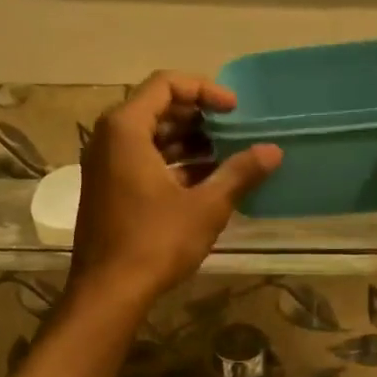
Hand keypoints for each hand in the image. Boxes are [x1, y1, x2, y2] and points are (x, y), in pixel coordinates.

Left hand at [68, 72, 281, 308]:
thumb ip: (239, 173)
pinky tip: (203, 183)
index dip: (205, 90)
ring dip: (187, 143)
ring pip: (149, 138)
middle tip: (232, 133)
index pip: (166, 84)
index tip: (234, 111)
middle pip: (156, 109)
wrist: (108, 291)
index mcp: (126, 129)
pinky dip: (170, 164)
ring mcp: (103, 166)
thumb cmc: (155, 242)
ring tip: (225, 158)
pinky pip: (140, 161)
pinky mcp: (106, 191)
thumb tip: (273, 151)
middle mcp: (107, 139)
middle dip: (198, 117)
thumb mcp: (205, 207)